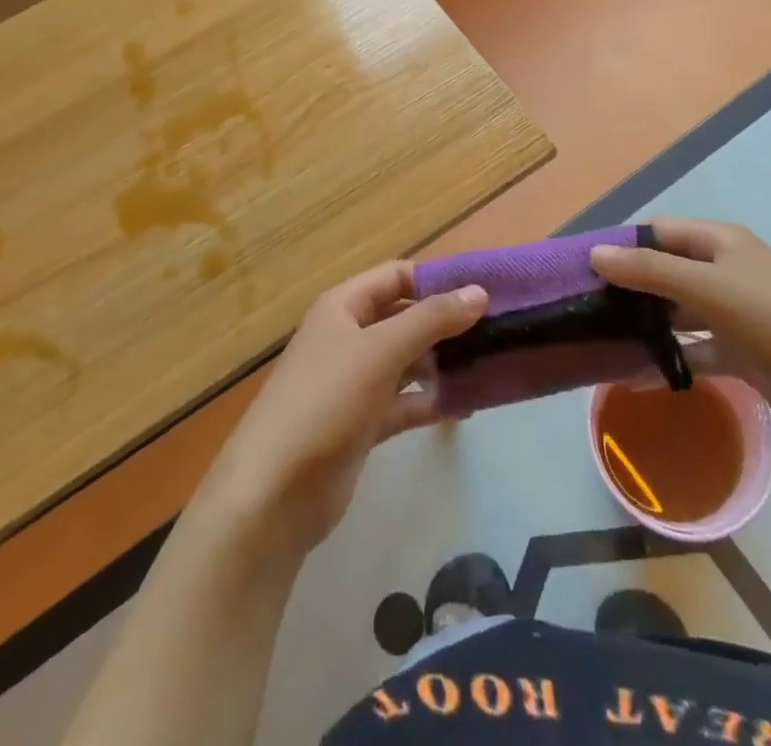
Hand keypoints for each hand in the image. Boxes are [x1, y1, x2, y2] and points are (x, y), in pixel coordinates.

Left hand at [200, 261, 487, 559]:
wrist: (273, 495)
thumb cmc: (325, 402)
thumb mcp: (381, 351)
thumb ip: (431, 320)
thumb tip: (480, 291)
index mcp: (343, 307)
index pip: (396, 277)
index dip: (437, 279)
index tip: (484, 289)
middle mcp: (348, 337)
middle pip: (404, 318)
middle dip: (445, 323)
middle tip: (497, 329)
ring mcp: (354, 383)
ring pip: (407, 361)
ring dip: (442, 363)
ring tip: (490, 365)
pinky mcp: (362, 424)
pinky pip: (404, 401)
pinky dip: (431, 401)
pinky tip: (466, 405)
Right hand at [591, 217, 770, 455]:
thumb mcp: (709, 287)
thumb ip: (649, 270)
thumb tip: (594, 253)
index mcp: (720, 242)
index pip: (658, 231)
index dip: (622, 245)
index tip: (581, 269)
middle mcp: (724, 270)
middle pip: (665, 270)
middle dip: (629, 287)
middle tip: (583, 310)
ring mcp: (734, 313)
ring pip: (677, 312)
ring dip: (646, 325)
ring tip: (600, 342)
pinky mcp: (742, 353)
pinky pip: (694, 350)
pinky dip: (670, 360)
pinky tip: (636, 376)